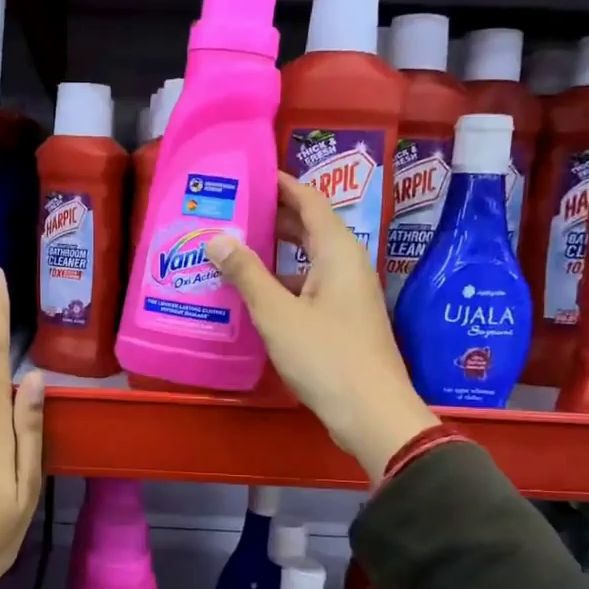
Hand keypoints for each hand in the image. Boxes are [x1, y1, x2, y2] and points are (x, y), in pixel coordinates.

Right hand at [206, 173, 437, 478]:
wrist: (371, 413)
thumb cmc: (326, 356)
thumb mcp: (277, 314)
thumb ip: (247, 274)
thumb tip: (217, 238)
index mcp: (338, 252)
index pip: (310, 201)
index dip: (282, 184)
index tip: (250, 175)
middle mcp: (347, 265)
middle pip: (311, 227)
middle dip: (274, 215)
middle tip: (232, 210)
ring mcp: (348, 294)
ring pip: (309, 259)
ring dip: (276, 250)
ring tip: (235, 246)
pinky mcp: (343, 319)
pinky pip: (310, 285)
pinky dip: (283, 280)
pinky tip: (255, 291)